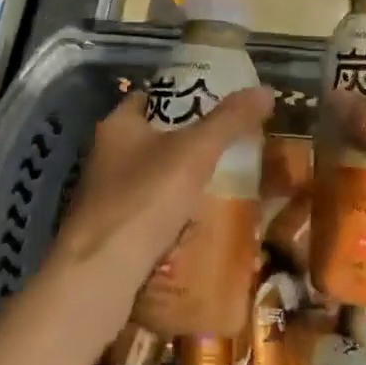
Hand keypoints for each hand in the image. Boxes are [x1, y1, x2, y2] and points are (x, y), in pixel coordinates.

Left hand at [49, 85, 274, 317]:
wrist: (99, 274)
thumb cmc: (144, 198)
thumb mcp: (195, 152)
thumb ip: (229, 120)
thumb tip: (266, 90)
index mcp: (118, 125)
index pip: (151, 97)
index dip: (183, 96)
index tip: (217, 104)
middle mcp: (105, 155)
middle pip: (154, 138)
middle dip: (188, 143)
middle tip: (228, 147)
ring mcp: (104, 195)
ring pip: (152, 178)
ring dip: (181, 182)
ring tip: (222, 185)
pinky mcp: (110, 231)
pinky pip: (148, 213)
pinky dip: (171, 215)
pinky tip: (198, 225)